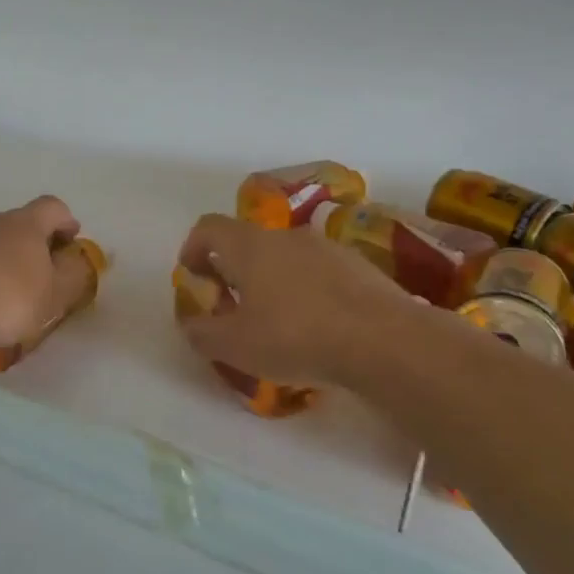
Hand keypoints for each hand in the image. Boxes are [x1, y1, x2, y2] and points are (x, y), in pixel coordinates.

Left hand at [0, 197, 84, 347]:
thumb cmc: (0, 297)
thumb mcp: (49, 297)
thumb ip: (69, 279)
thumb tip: (77, 261)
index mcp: (25, 225)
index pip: (53, 208)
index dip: (65, 221)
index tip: (70, 240)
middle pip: (14, 225)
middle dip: (25, 247)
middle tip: (31, 279)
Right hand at [176, 213, 421, 387]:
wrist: (382, 339)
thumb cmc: (295, 336)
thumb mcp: (235, 346)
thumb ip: (202, 333)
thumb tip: (191, 324)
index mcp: (249, 246)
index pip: (208, 227)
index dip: (193, 248)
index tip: (193, 276)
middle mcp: (285, 236)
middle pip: (247, 242)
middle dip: (232, 270)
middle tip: (231, 307)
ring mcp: (325, 247)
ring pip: (284, 256)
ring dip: (271, 280)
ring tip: (275, 320)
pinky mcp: (357, 265)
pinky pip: (317, 271)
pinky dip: (305, 290)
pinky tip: (316, 326)